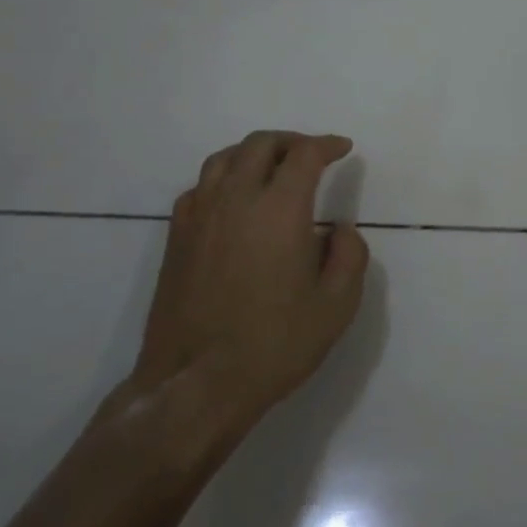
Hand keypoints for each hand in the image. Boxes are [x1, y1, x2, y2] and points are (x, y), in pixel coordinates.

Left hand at [128, 131, 369, 438]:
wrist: (196, 385)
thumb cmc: (274, 344)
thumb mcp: (337, 305)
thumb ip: (350, 255)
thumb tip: (339, 229)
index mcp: (279, 210)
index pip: (304, 155)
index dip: (327, 145)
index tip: (343, 149)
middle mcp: (236, 199)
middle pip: (261, 145)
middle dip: (292, 142)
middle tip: (312, 155)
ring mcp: (200, 216)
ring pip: (224, 159)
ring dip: (254, 153)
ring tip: (273, 168)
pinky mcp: (177, 238)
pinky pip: (200, 186)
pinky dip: (224, 178)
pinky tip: (234, 200)